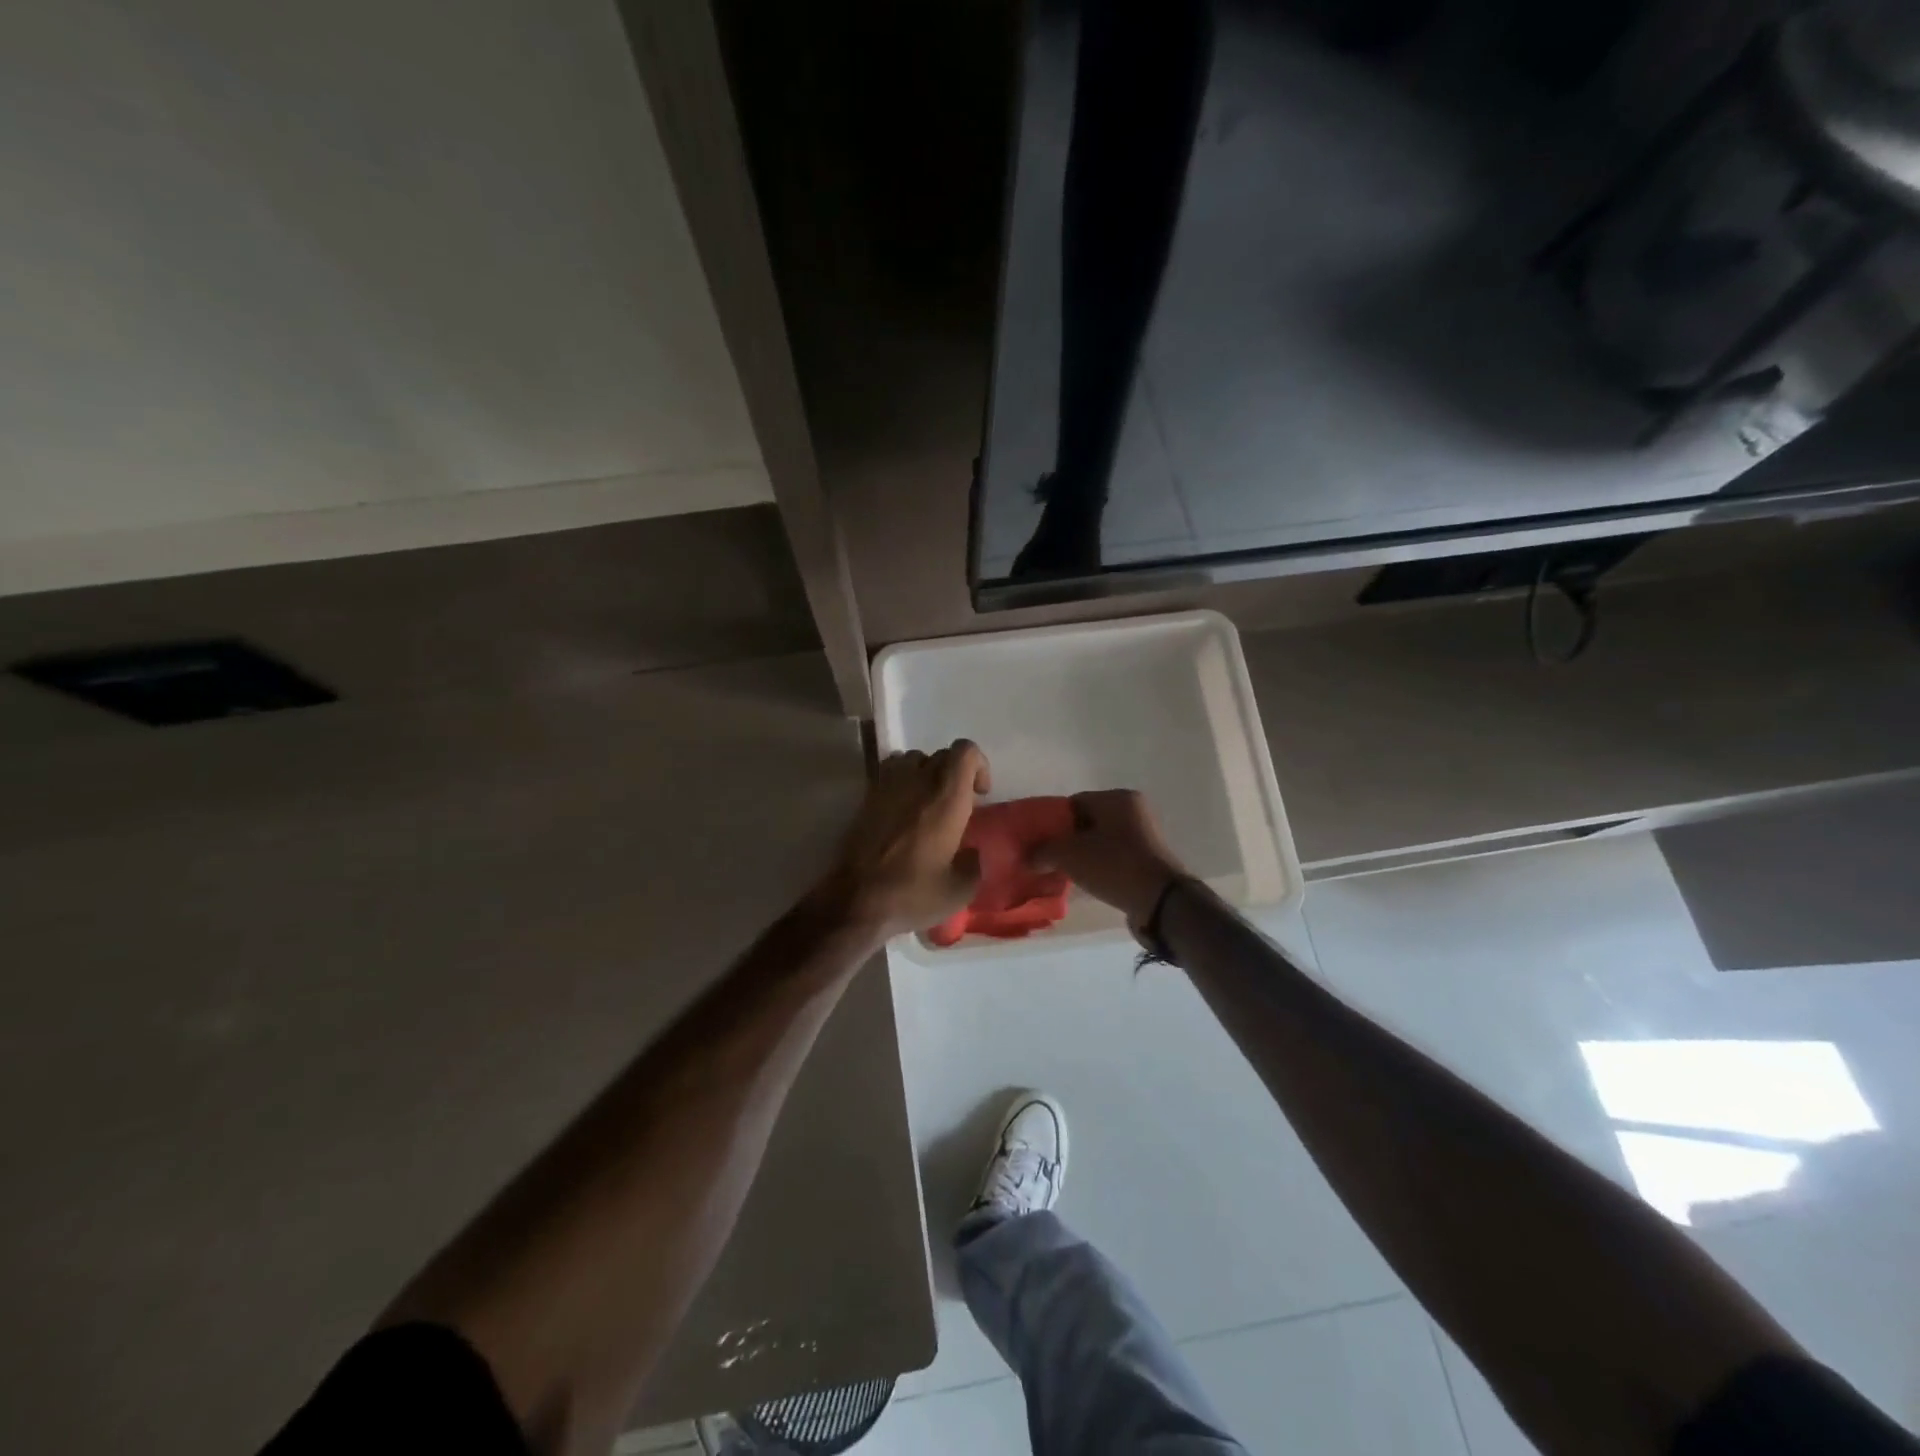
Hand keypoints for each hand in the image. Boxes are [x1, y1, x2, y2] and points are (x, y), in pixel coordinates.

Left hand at [819, 740, 990, 937]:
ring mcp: (888, 786)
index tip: (979, 795)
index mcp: (946, 798)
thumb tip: (970, 853)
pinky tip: (902, 810)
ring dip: (926, 773)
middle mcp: (918, 781)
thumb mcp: (959, 890)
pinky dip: (902, 781)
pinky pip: (890, 772)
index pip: (966, 751)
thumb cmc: (913, 894)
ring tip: (927, 803)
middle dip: (954, 774)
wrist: (857, 901)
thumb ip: (973, 864)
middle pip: (941, 754)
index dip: (978, 766)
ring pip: (913, 758)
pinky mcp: (867, 797)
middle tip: (956, 806)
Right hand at [1032, 789, 1185, 928]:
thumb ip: (1043, 851)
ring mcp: (1144, 836)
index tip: (1037, 841)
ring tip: (1062, 872)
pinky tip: (1085, 881)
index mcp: (1117, 798)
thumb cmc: (1114, 865)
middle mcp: (1134, 811)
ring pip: (1100, 841)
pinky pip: (1114, 858)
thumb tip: (1028, 857)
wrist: (1160, 901)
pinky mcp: (1148, 860)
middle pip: (1087, 822)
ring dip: (1082, 855)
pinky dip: (1098, 866)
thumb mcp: (1069, 855)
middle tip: (1046, 858)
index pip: (1074, 802)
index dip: (1051, 821)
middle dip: (1065, 840)